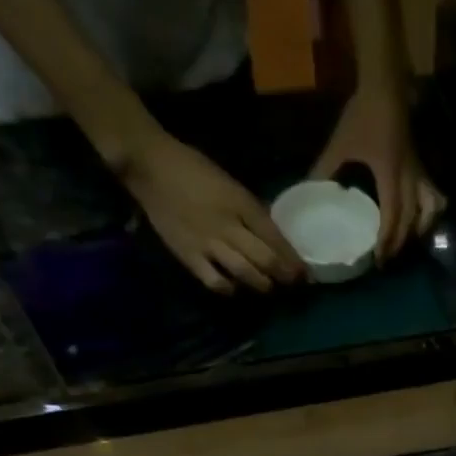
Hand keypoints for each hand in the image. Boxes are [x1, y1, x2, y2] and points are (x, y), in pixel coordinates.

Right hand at [111, 128, 306, 294]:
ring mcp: (209, 244)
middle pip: (266, 261)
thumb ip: (252, 211)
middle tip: (292, 285)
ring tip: (268, 288)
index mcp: (241, 203)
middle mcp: (229, 226)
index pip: (276, 239)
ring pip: (246, 274)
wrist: (150, 165)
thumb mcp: (231, 185)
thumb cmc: (194, 170)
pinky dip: (230, 290)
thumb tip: (274, 237)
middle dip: (284, 277)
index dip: (293, 260)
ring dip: (262, 286)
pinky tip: (235, 289)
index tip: (305, 274)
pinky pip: (216, 282)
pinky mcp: (189, 256)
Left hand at [312, 84, 445, 263]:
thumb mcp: (339, 144)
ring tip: (408, 242)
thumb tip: (306, 190)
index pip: (392, 218)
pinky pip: (431, 195)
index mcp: (390, 177)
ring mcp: (418, 172)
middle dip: (399, 242)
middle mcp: (409, 179)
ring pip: (428, 210)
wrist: (385, 85)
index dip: (385, 241)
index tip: (378, 259)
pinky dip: (430, 210)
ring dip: (419, 230)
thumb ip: (323, 169)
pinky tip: (422, 218)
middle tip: (386, 259)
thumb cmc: (362, 114)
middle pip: (410, 220)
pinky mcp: (420, 166)